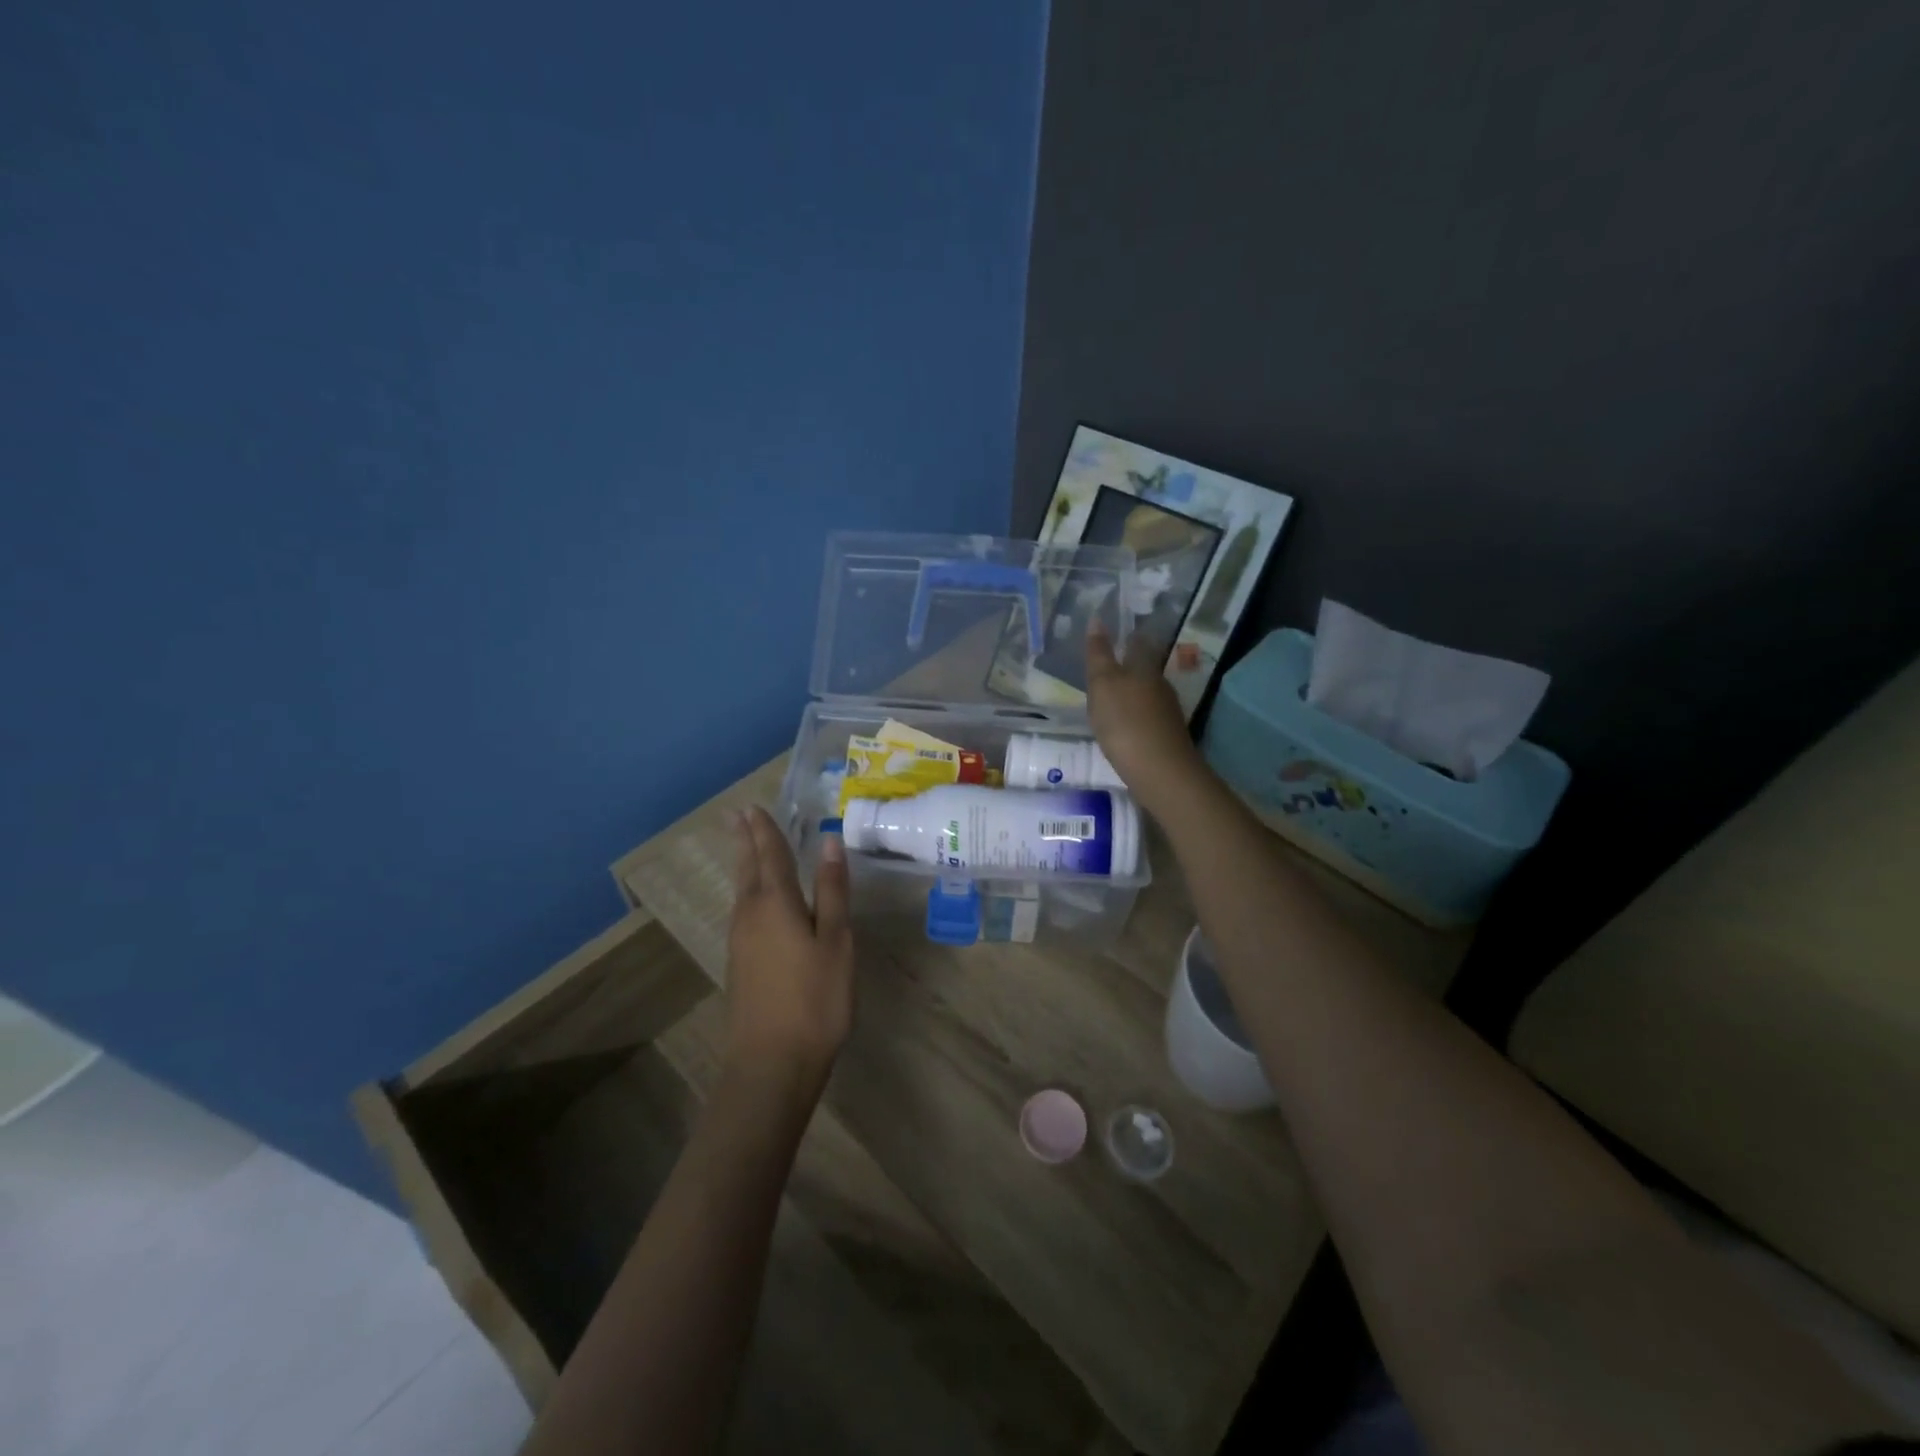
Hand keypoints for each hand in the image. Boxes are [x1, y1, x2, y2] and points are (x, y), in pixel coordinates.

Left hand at [724, 807, 853, 1087]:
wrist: (771, 1064)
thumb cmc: (814, 1000)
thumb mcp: (836, 942)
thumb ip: (832, 891)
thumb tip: (829, 842)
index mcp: (776, 904)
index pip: (770, 854)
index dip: (765, 829)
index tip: (754, 806)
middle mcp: (750, 915)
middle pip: (748, 868)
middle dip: (746, 840)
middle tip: (738, 815)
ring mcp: (740, 941)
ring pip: (742, 890)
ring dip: (745, 863)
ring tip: (746, 846)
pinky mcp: (740, 964)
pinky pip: (743, 910)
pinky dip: (748, 890)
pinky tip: (754, 899)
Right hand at [1086, 619, 1205, 815]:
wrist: (1159, 770)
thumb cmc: (1125, 721)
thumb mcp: (1103, 684)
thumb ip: (1099, 654)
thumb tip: (1097, 620)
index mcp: (1144, 668)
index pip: (1138, 644)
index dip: (1128, 637)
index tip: (1119, 633)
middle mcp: (1160, 685)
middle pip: (1146, 668)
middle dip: (1132, 665)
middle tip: (1111, 665)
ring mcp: (1167, 712)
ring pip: (1149, 693)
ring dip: (1134, 692)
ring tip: (1114, 696)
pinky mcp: (1167, 736)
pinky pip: (1149, 717)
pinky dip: (1137, 716)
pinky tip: (1126, 725)